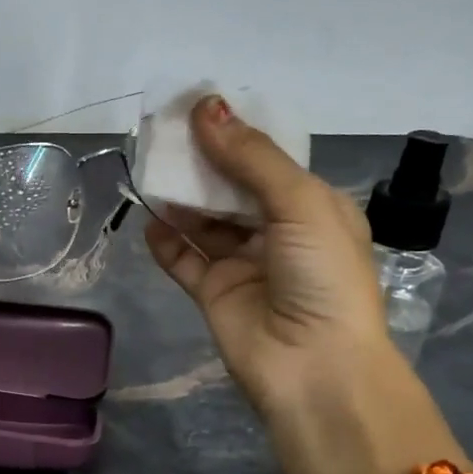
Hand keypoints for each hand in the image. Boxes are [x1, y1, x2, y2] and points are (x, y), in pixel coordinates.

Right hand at [143, 95, 397, 421]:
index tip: (197, 107)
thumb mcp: (300, 204)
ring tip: (150, 169)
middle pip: (231, 188)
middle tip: (163, 134)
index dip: (235, 134)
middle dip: (201, 162)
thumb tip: (206, 106)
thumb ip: (250, 158)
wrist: (314, 367)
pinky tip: (149, 220)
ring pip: (204, 221)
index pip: (268, 160)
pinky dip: (165, 240)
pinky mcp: (214, 294)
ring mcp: (243, 264)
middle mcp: (277, 233)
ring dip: (180, 198)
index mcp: (312, 207)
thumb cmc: (322, 276)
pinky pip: (183, 259)